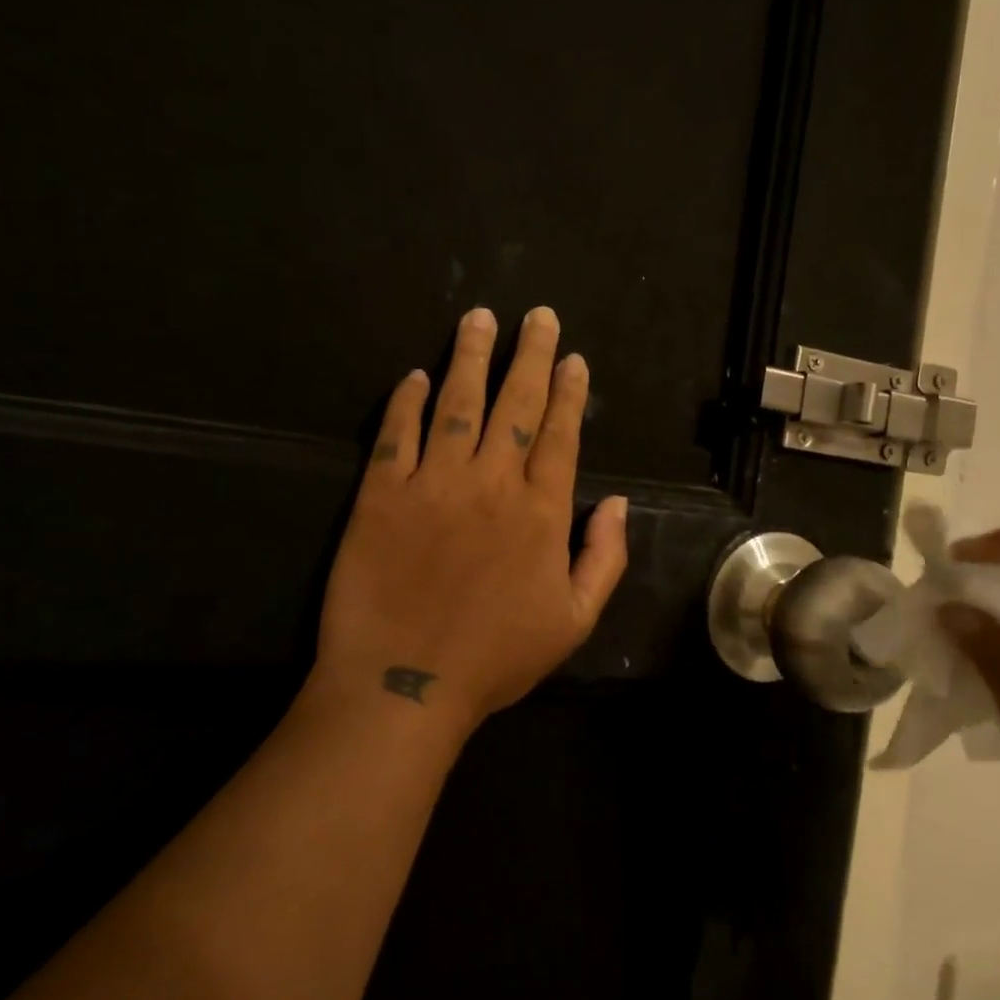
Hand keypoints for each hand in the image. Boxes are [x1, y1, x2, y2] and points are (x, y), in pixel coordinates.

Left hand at [311, 306, 628, 732]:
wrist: (404, 684)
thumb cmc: (495, 658)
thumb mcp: (574, 622)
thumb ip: (603, 558)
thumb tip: (618, 503)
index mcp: (540, 511)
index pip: (560, 434)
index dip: (568, 392)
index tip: (572, 357)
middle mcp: (490, 482)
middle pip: (514, 403)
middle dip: (529, 354)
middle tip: (537, 315)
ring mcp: (432, 482)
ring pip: (456, 403)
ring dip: (469, 356)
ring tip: (477, 318)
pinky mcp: (381, 493)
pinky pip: (396, 434)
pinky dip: (405, 400)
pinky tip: (413, 375)